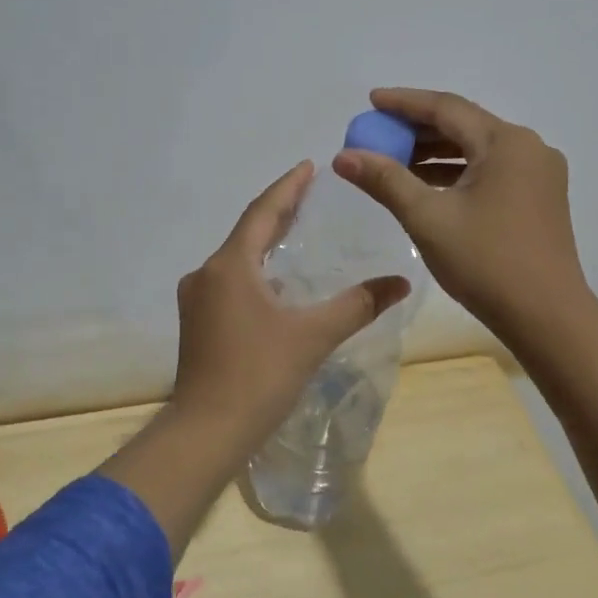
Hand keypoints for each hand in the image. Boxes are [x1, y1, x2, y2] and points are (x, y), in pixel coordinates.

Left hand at [170, 160, 411, 437]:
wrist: (206, 432)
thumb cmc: (259, 376)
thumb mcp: (313, 336)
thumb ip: (358, 305)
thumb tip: (401, 283)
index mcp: (230, 266)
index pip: (262, 212)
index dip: (287, 187)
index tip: (309, 165)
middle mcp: (207, 274)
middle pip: (247, 231)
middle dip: (278, 211)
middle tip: (310, 193)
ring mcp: (197, 299)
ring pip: (237, 258)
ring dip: (265, 242)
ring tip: (297, 231)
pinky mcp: (198, 323)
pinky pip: (230, 280)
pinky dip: (255, 270)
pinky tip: (276, 282)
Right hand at [333, 88, 588, 338]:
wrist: (547, 317)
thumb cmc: (486, 262)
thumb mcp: (427, 218)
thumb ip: (385, 180)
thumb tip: (343, 156)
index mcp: (506, 142)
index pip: (447, 108)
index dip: (404, 103)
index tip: (371, 101)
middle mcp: (528, 148)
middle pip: (464, 125)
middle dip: (418, 129)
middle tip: (378, 134)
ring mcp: (539, 174)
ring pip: (478, 150)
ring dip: (436, 153)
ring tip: (394, 161)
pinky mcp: (539, 198)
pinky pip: (490, 172)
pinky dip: (457, 173)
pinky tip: (427, 186)